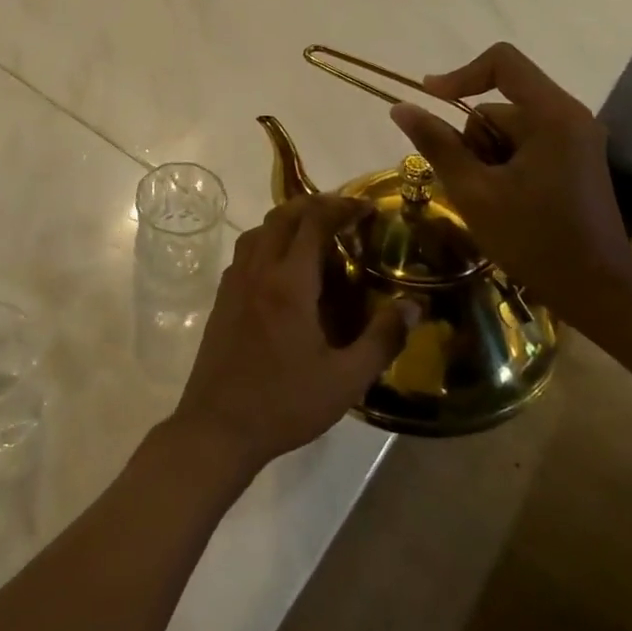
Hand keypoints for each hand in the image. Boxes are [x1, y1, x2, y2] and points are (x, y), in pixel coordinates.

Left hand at [170, 194, 403, 475]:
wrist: (218, 426)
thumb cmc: (285, 404)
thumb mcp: (345, 380)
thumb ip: (382, 339)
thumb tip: (413, 305)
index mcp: (289, 283)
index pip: (313, 222)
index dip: (341, 206)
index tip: (366, 207)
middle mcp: (258, 271)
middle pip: (282, 216)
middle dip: (314, 204)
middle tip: (344, 213)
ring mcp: (234, 282)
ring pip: (259, 231)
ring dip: (287, 220)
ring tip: (315, 233)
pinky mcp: (222, 298)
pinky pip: (245, 252)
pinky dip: (267, 242)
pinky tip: (283, 267)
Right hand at [390, 42, 631, 315]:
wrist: (597, 289)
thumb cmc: (533, 239)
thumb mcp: (474, 191)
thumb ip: (436, 144)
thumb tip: (401, 107)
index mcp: (552, 115)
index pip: (502, 62)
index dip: (460, 74)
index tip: (430, 100)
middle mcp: (569, 116)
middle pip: (500, 103)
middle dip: (474, 139)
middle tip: (473, 184)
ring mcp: (575, 138)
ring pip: (507, 128)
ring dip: (487, 156)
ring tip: (491, 199)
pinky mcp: (574, 158)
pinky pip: (524, 144)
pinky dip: (504, 164)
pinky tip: (506, 201)